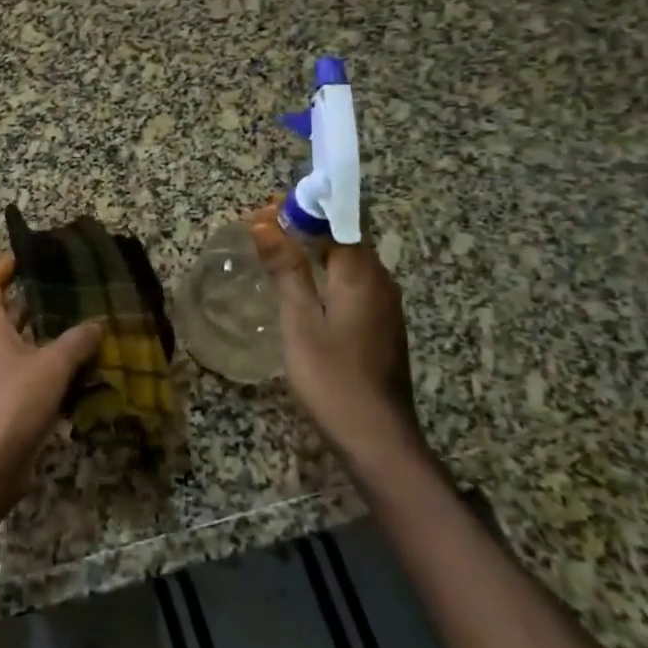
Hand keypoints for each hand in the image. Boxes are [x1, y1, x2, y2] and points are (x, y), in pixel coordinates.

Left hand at [0, 253, 103, 512]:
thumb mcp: (51, 365)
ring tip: (87, 319)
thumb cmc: (12, 401)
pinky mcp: (10, 400)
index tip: (32, 253)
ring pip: (24, 342)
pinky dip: (55, 365)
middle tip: (72, 285)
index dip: (5, 263)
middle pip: (7, 309)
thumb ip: (76, 341)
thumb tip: (98, 323)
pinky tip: (86, 364)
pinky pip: (33, 371)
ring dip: (51, 333)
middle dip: (37, 297)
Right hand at [248, 205, 425, 477]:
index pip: (339, 220)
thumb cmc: (332, 377)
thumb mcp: (300, 321)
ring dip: (314, 250)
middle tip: (262, 229)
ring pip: (348, 262)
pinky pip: (352, 284)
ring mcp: (384, 306)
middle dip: (306, 226)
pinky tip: (300, 289)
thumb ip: (286, 270)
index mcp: (362, 275)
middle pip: (345, 237)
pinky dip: (324, 274)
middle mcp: (380, 282)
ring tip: (274, 253)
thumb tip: (267, 224)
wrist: (377, 439)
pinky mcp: (380, 327)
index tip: (268, 209)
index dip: (305, 208)